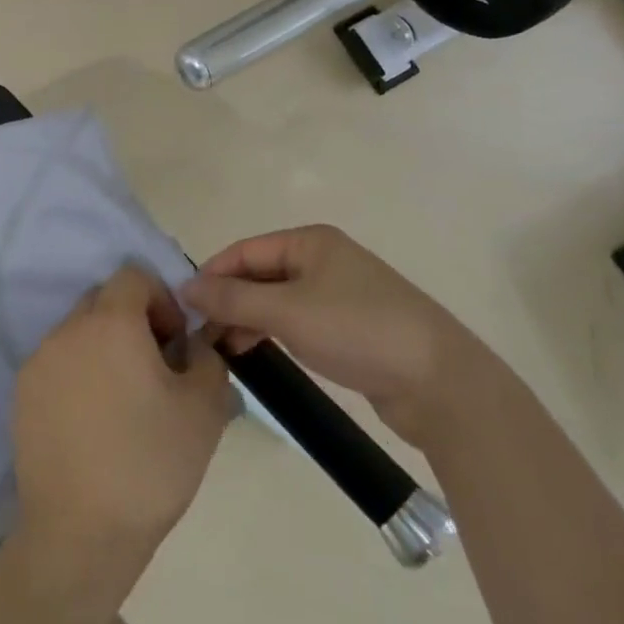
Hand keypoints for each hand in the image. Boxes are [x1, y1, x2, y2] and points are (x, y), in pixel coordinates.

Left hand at [11, 265, 232, 588]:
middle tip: (154, 371)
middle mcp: (67, 330)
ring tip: (124, 401)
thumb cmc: (150, 463)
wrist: (80, 531)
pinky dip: (78, 374)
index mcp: (110, 322)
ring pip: (78, 333)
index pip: (133, 276)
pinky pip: (57, 363)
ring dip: (104, 348)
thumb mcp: (203, 408)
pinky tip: (94, 422)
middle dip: (133, 321)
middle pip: (103, 301)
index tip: (174, 344)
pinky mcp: (21, 393)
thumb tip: (194, 342)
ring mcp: (38, 361)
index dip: (161, 300)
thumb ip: (206, 356)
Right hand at [181, 225, 487, 445]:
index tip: (183, 307)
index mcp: (310, 241)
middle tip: (200, 335)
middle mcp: (323, 259)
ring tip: (223, 349)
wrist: (440, 382)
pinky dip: (272, 333)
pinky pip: (296, 321)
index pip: (244, 251)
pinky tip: (255, 353)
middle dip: (228, 301)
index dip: (211, 276)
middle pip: (259, 274)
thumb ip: (233, 299)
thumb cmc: (357, 330)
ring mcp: (338, 294)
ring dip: (247, 320)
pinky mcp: (349, 327)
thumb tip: (185, 288)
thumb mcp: (287, 312)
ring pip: (276, 301)